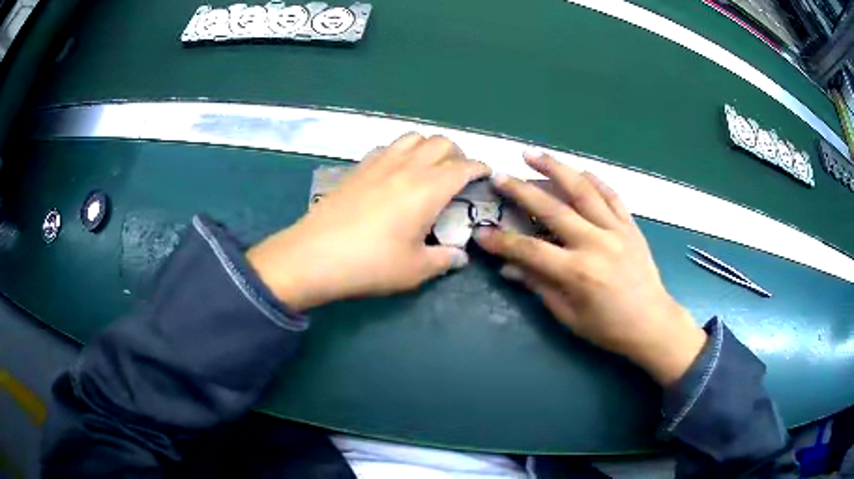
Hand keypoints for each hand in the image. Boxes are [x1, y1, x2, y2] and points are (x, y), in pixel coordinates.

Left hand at [247, 134, 490, 311]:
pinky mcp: (358, 167)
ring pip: (413, 137)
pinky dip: (402, 151)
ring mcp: (379, 163)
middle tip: (459, 173)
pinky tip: (396, 171)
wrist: (314, 256)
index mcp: (428, 188)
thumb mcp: (415, 270)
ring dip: (428, 146)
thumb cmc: (370, 264)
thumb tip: (459, 256)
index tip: (486, 174)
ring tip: (429, 167)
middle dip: (457, 153)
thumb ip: (444, 259)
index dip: (479, 167)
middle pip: (441, 142)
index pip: (463, 166)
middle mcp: (407, 167)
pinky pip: (388, 146)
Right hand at [474, 152, 705, 384]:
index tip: (481, 232)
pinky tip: (578, 170)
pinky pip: (611, 195)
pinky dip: (594, 179)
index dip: (502, 242)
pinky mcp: (630, 225)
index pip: (530, 250)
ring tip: (532, 154)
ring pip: (583, 190)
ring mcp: (616, 230)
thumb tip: (510, 267)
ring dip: (555, 168)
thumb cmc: (608, 328)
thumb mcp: (569, 316)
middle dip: (521, 190)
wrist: (652, 323)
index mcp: (578, 272)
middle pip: (553, 209)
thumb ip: (540, 286)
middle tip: (499, 175)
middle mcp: (596, 243)